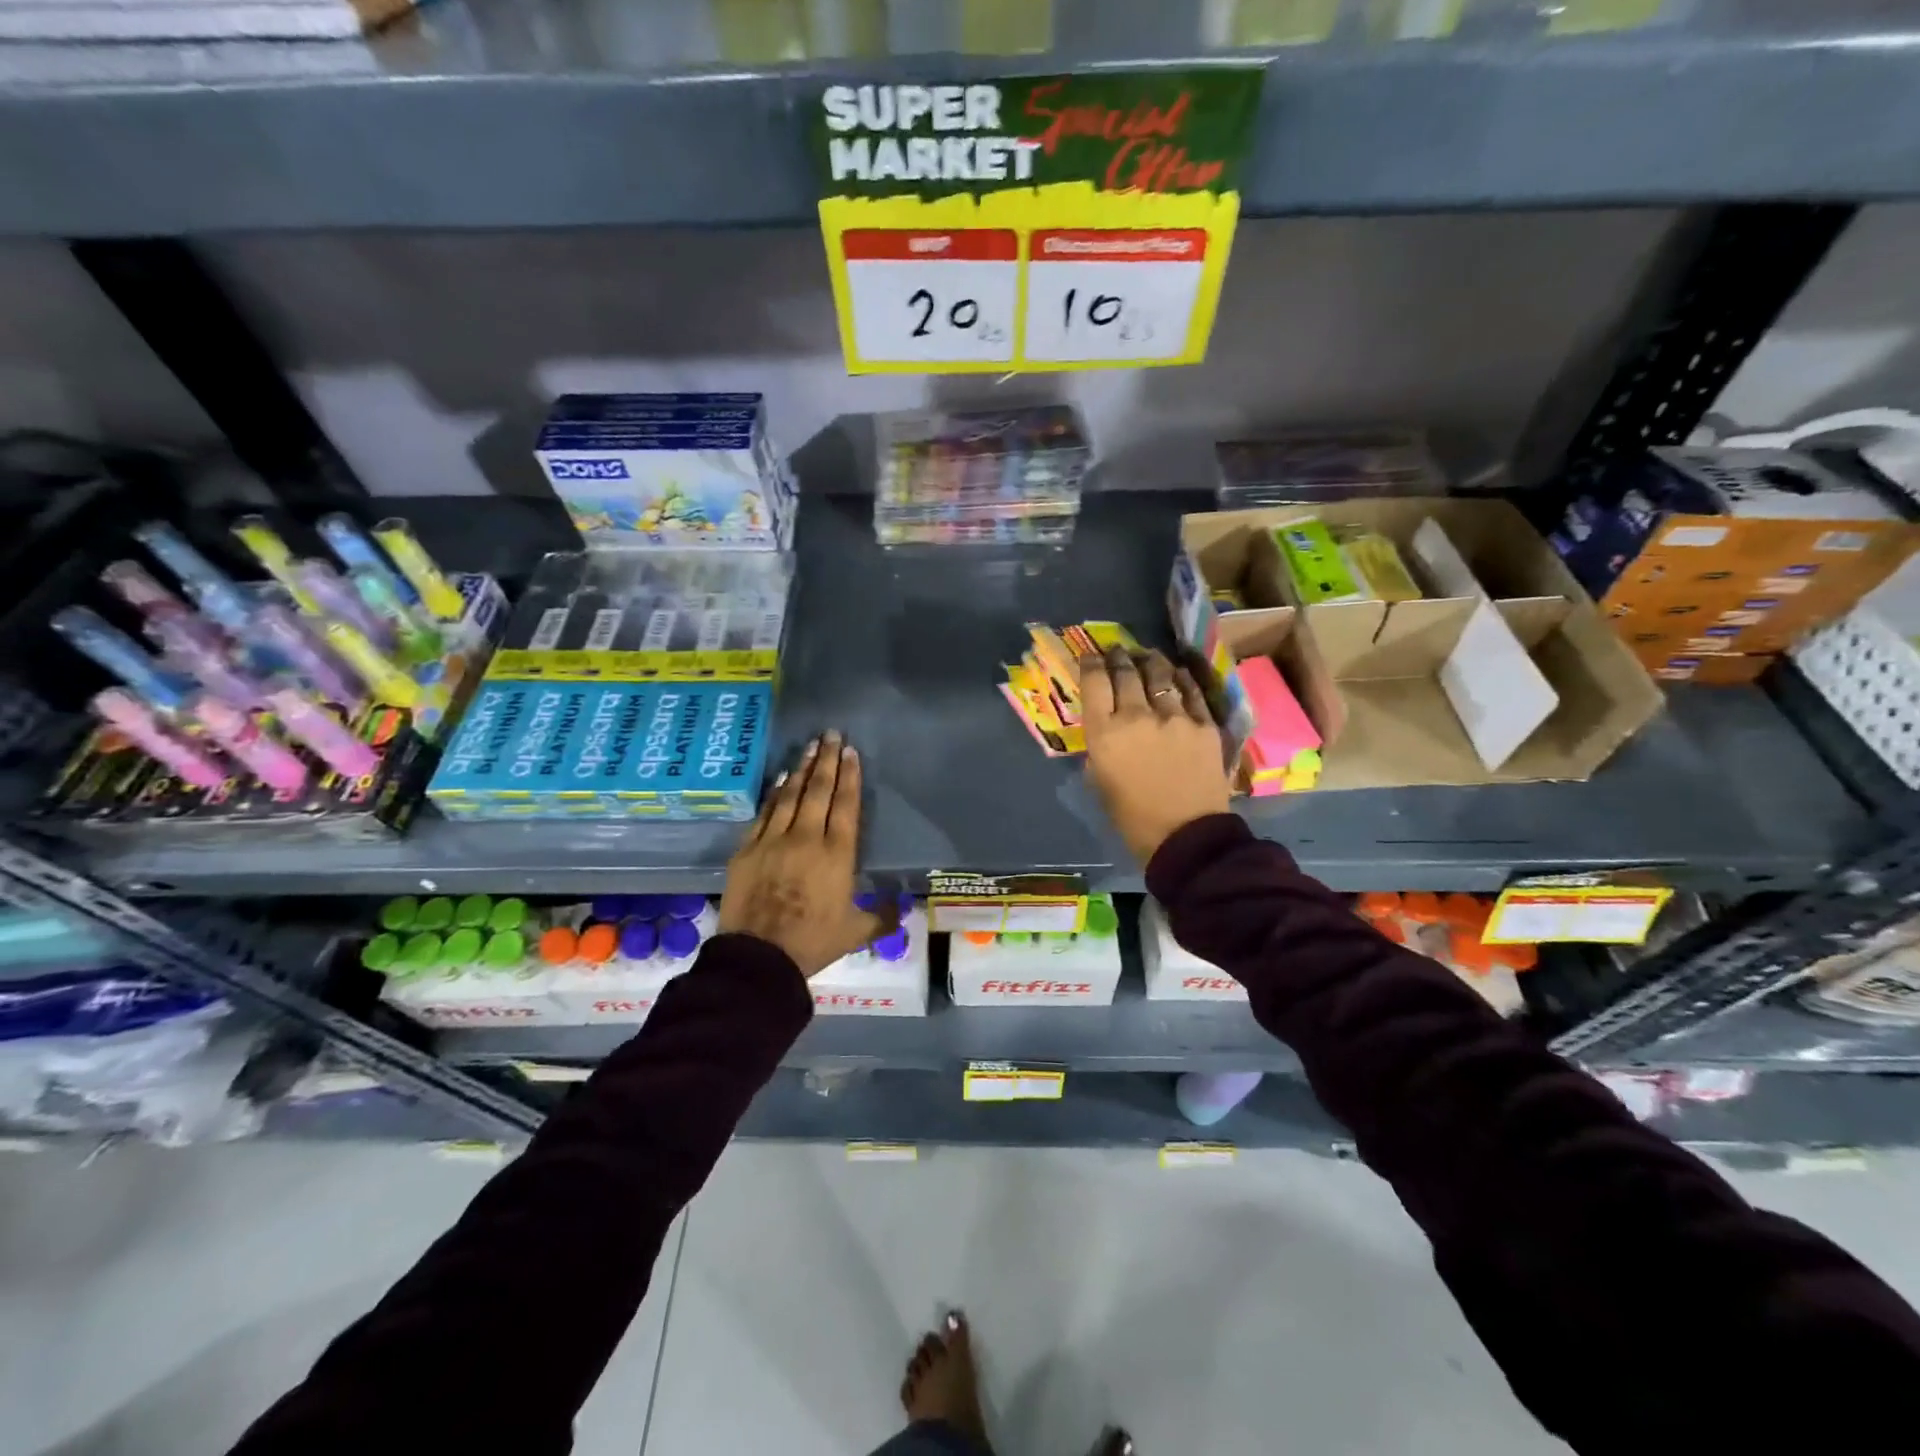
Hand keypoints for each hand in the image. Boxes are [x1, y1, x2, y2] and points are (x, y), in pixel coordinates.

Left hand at [718, 730, 891, 977]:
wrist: (759, 956)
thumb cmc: (813, 941)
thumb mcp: (856, 932)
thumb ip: (882, 916)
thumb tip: (905, 909)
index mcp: (837, 854)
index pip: (846, 805)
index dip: (849, 777)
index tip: (850, 752)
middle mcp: (806, 838)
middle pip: (818, 791)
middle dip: (826, 761)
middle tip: (830, 734)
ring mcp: (773, 840)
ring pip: (790, 796)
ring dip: (801, 769)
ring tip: (809, 747)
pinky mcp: (747, 849)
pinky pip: (764, 813)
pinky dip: (774, 793)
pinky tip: (780, 779)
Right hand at [1079, 646, 1230, 864]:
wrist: (1186, 836)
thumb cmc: (1133, 818)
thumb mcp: (1099, 781)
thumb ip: (1100, 748)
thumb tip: (1106, 728)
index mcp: (1105, 733)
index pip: (1095, 682)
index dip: (1091, 664)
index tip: (1091, 657)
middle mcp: (1137, 716)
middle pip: (1127, 672)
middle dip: (1120, 657)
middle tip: (1118, 651)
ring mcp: (1175, 717)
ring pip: (1161, 674)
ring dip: (1151, 661)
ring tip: (1148, 656)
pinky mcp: (1204, 724)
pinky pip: (1191, 691)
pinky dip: (1181, 679)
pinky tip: (1178, 674)